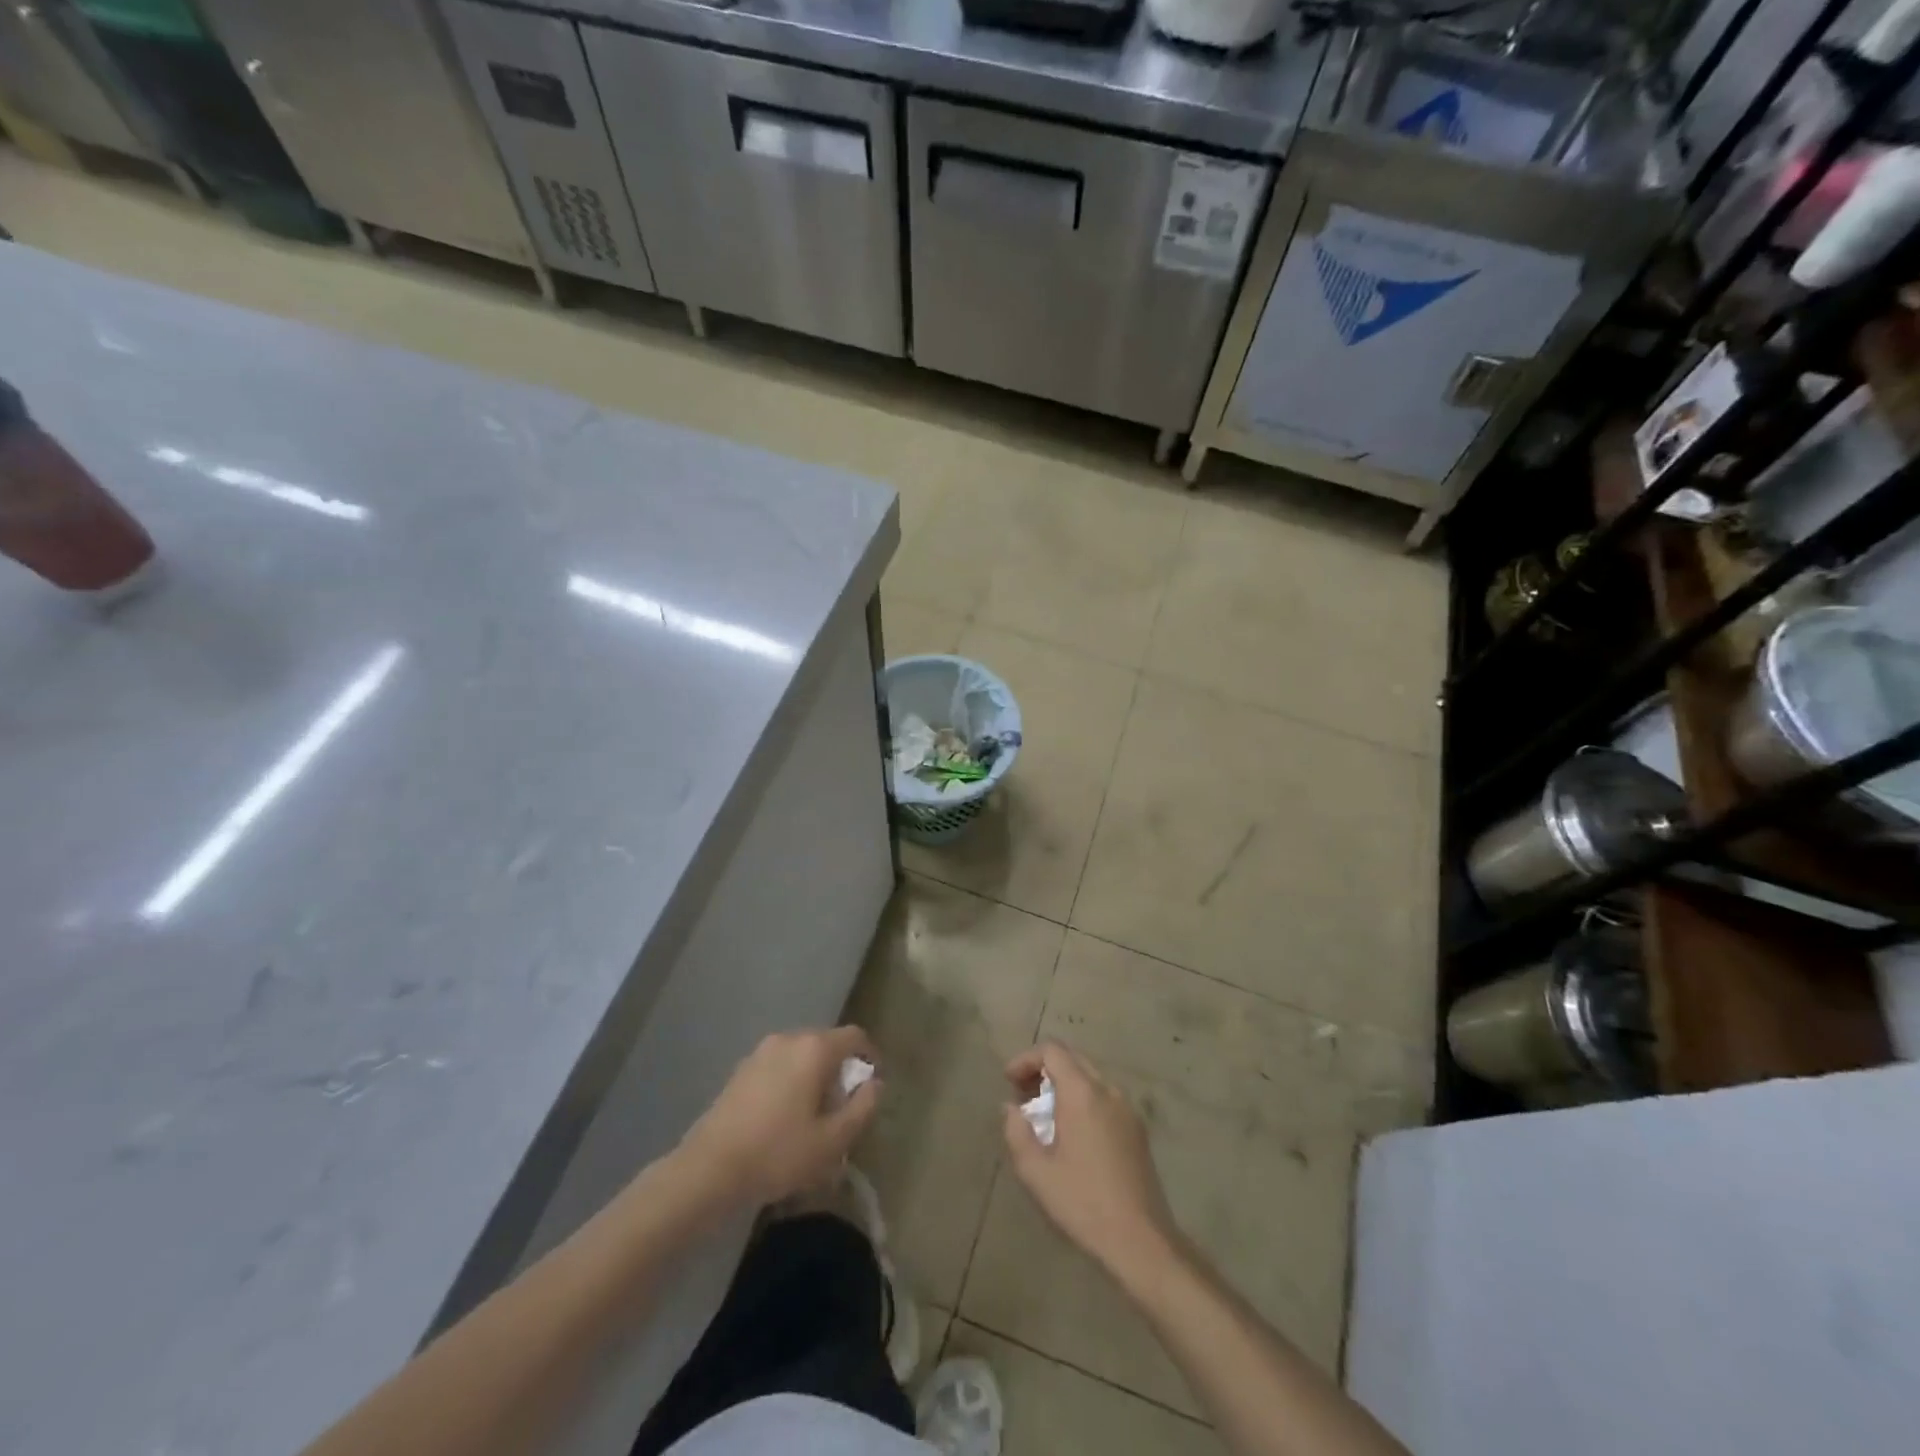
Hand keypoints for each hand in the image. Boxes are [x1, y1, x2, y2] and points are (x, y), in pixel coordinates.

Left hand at [678, 1026, 880, 1208]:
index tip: (872, 1086)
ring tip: (814, 1118)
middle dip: (841, 1071)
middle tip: (844, 1109)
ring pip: (802, 1056)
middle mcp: (789, 1039)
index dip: (870, 1057)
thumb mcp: (832, 1141)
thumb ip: (862, 1108)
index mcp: (814, 1049)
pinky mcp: (742, 1069)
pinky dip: (792, 1082)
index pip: (855, 1036)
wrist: (709, 1168)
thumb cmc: (778, 1152)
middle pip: (827, 1044)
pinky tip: (785, 1118)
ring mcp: (762, 1051)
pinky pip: (780, 1066)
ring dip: (815, 1078)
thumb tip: (875, 1084)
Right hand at [1002, 1042, 1181, 1286]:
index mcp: (1083, 1093)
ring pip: (1090, 1077)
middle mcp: (1108, 1090)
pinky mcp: (1138, 1129)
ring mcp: (1128, 1109)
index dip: (1026, 1059)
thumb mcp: (1036, 1172)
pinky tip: (1072, 1132)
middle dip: (1043, 1069)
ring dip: (1064, 1084)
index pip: (1052, 1051)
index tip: (1008, 1081)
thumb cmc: (1083, 1203)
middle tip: (1022, 1095)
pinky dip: (1083, 1099)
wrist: (1141, 1241)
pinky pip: (1105, 1097)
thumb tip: (1011, 1108)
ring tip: (1044, 1114)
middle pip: (1073, 1059)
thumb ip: (1016, 1132)